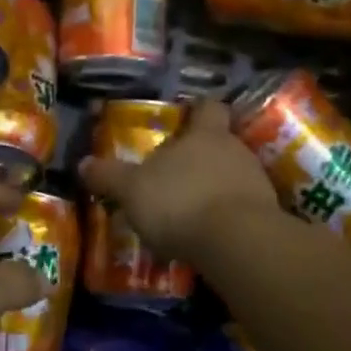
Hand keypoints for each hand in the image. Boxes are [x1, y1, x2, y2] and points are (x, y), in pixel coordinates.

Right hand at [79, 99, 279, 260]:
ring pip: (232, 176)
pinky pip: (242, 207)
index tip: (186, 117)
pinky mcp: (267, 215)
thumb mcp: (132, 190)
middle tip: (175, 174)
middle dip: (200, 157)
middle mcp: (235, 150)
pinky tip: (207, 235)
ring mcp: (256, 182)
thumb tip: (83, 164)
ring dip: (213, 188)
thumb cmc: (180, 201)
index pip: (208, 108)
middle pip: (220, 143)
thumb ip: (109, 176)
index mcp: (205, 135)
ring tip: (189, 210)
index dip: (197, 110)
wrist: (237, 242)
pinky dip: (225, 216)